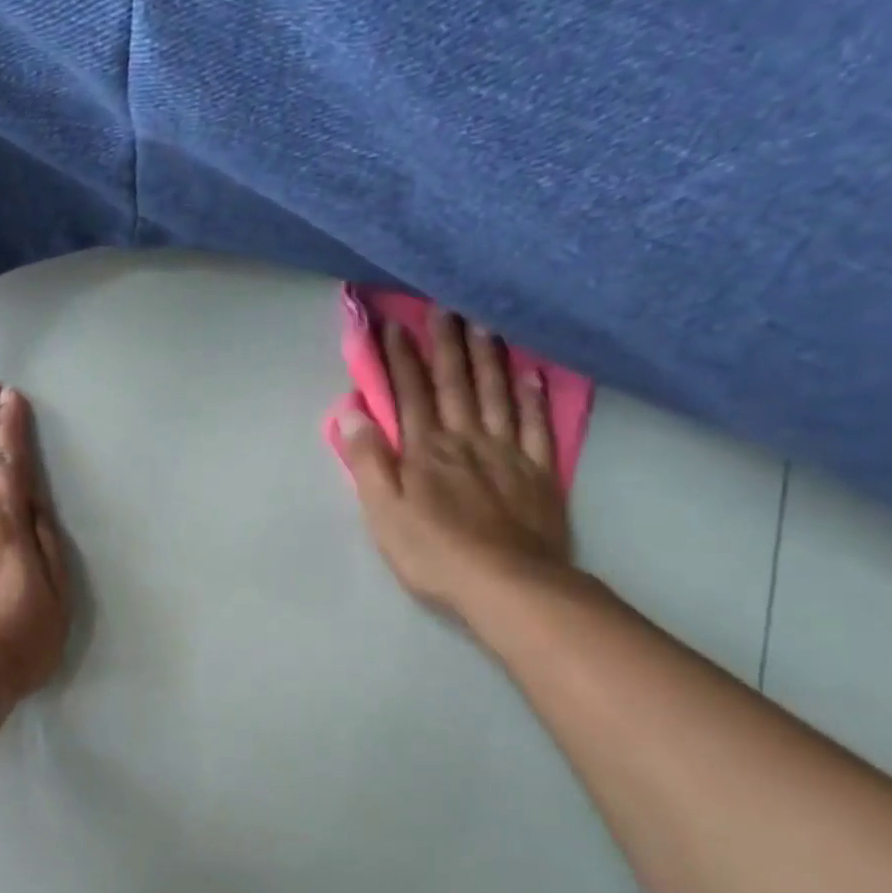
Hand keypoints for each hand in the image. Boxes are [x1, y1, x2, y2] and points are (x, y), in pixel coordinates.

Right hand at [337, 308, 571, 621]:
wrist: (507, 585)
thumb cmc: (433, 553)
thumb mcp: (383, 512)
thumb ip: (368, 461)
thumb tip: (352, 414)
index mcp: (425, 451)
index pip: (410, 395)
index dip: (400, 360)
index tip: (393, 326)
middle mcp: (467, 440)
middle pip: (456, 384)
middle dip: (446, 345)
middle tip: (444, 307)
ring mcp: (508, 453)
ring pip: (497, 395)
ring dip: (489, 357)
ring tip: (484, 323)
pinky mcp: (539, 472)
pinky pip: (538, 425)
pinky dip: (534, 395)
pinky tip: (531, 372)